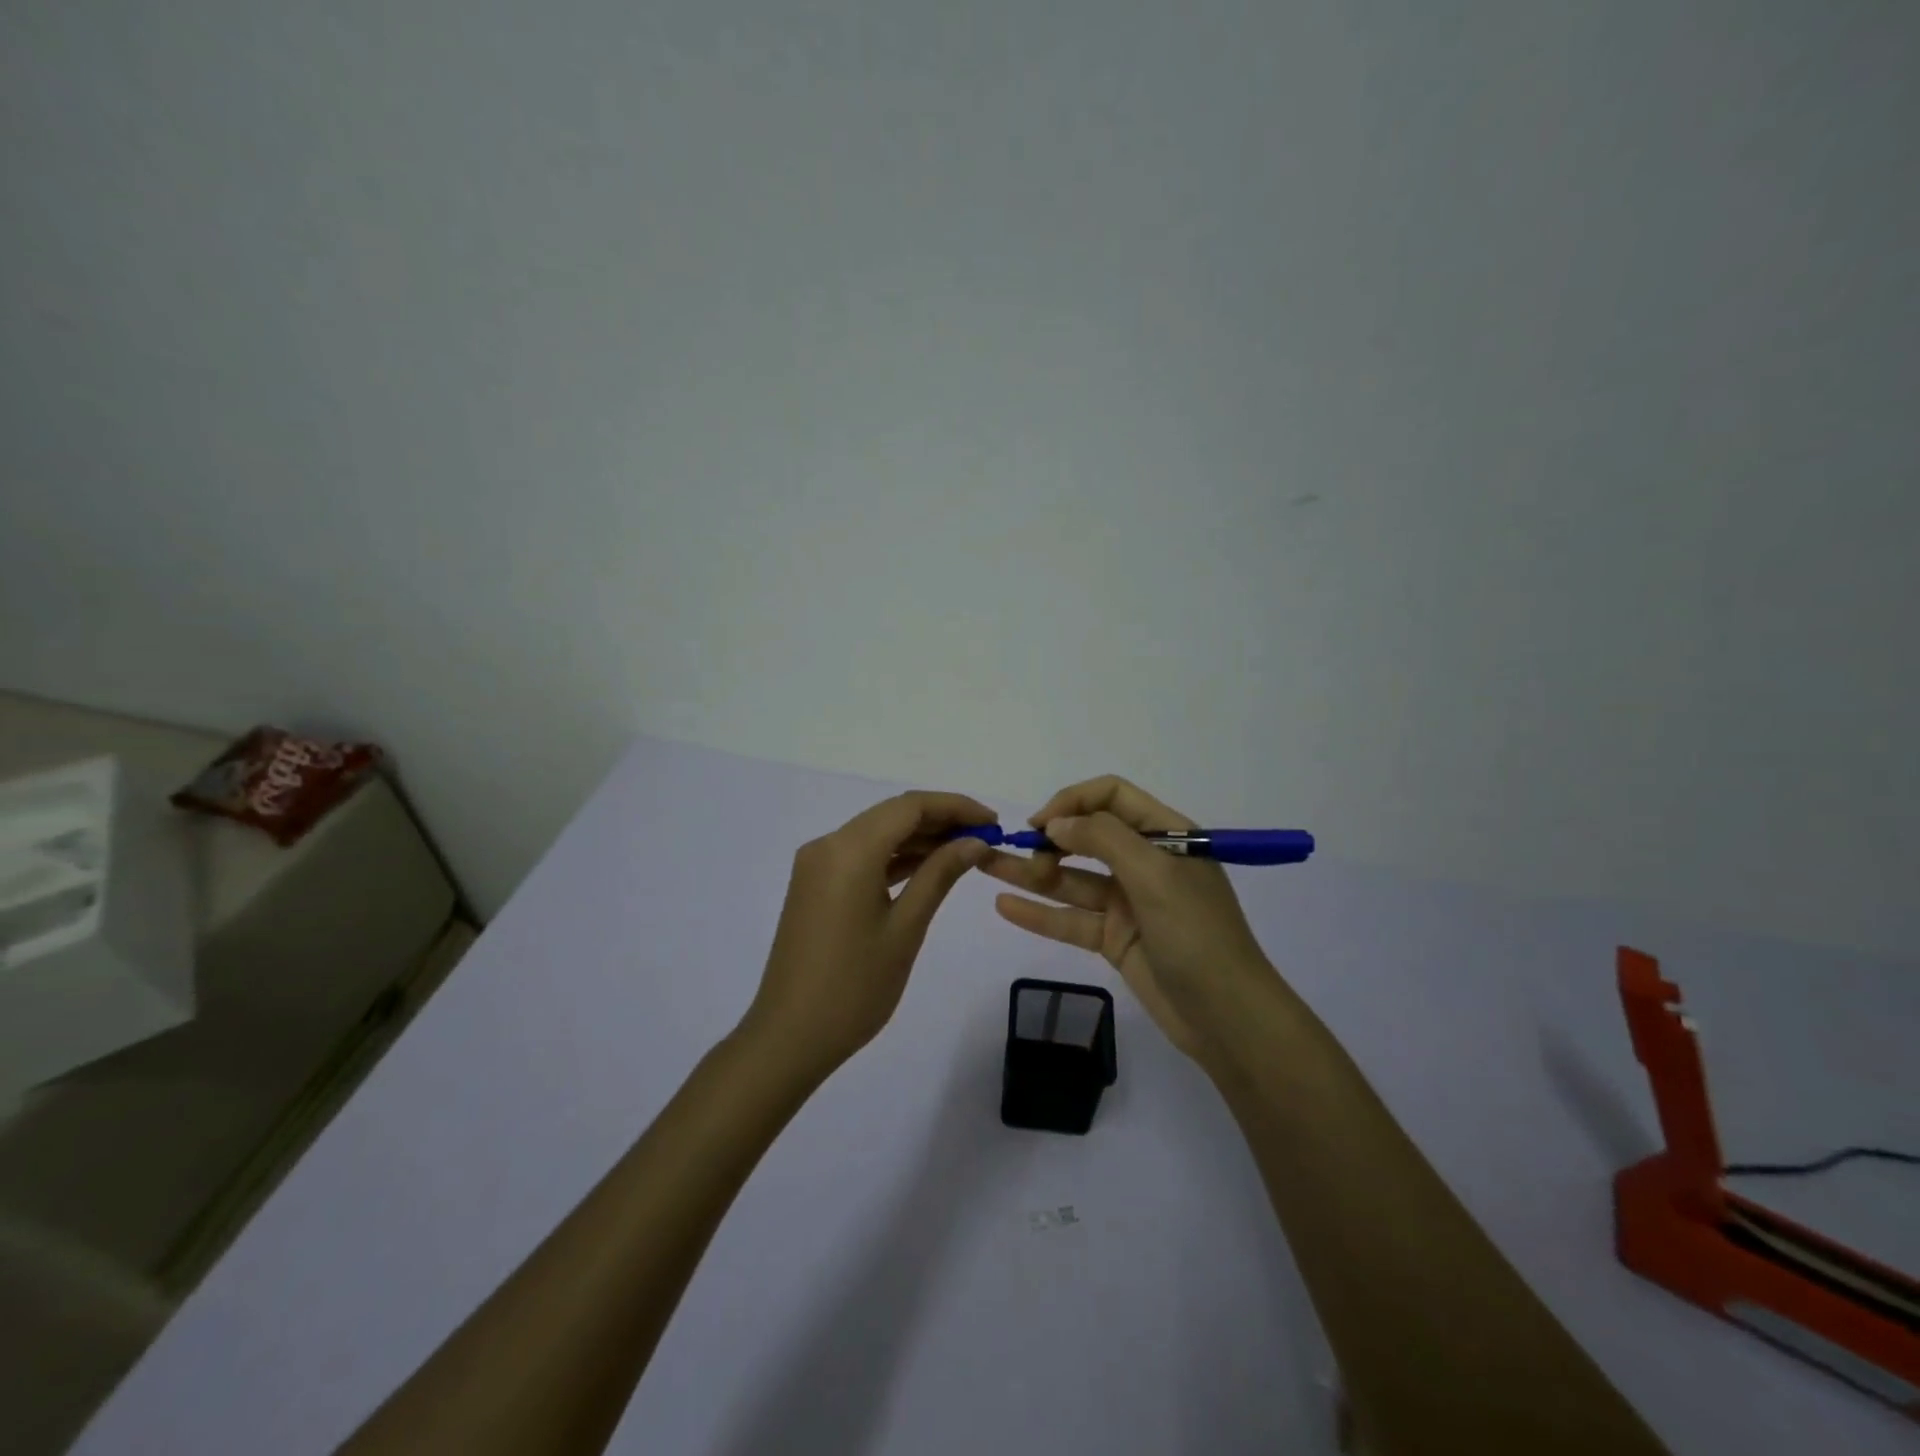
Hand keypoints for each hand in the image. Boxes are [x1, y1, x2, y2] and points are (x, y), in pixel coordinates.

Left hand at [741, 791, 997, 1078]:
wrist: (789, 1037)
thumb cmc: (855, 987)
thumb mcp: (906, 928)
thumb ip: (940, 875)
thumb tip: (975, 841)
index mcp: (849, 850)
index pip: (910, 806)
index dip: (956, 807)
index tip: (993, 822)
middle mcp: (828, 845)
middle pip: (892, 815)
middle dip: (940, 821)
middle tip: (985, 838)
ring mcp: (816, 865)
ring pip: (877, 834)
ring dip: (919, 839)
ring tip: (965, 854)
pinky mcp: (814, 886)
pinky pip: (861, 856)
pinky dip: (894, 858)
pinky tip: (927, 869)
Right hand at [981, 775, 1279, 1063]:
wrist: (1228, 1019)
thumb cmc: (1198, 936)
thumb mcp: (1156, 876)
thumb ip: (1105, 840)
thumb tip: (1057, 821)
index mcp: (1167, 835)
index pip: (1112, 797)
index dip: (1073, 802)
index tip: (1041, 823)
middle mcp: (1145, 862)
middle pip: (1087, 837)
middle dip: (1049, 839)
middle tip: (1020, 853)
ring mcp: (1128, 903)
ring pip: (1071, 880)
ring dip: (1032, 873)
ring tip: (985, 867)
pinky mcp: (1114, 938)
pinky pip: (1070, 919)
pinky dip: (1038, 913)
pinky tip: (1004, 905)